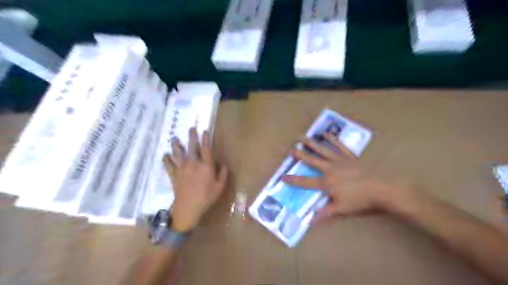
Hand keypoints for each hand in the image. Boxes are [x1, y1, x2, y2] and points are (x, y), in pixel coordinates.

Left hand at [164, 128, 227, 229]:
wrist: (188, 208)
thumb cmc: (206, 197)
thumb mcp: (220, 187)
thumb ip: (223, 174)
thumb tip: (223, 164)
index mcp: (205, 166)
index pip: (206, 149)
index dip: (206, 139)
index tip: (205, 131)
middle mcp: (193, 164)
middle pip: (192, 147)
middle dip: (192, 137)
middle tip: (191, 128)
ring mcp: (182, 169)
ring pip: (178, 154)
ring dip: (176, 145)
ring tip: (174, 138)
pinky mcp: (174, 175)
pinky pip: (168, 165)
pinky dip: (166, 160)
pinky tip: (164, 155)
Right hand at [282, 134, 416, 219]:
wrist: (381, 188)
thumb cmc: (360, 200)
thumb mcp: (342, 209)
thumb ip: (325, 213)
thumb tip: (310, 221)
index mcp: (327, 182)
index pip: (306, 182)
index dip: (294, 180)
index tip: (283, 177)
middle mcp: (330, 169)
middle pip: (312, 161)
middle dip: (300, 154)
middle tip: (290, 148)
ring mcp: (340, 160)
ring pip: (323, 150)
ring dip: (312, 144)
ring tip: (302, 137)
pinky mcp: (350, 156)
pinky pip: (339, 146)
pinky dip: (332, 140)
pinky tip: (326, 134)